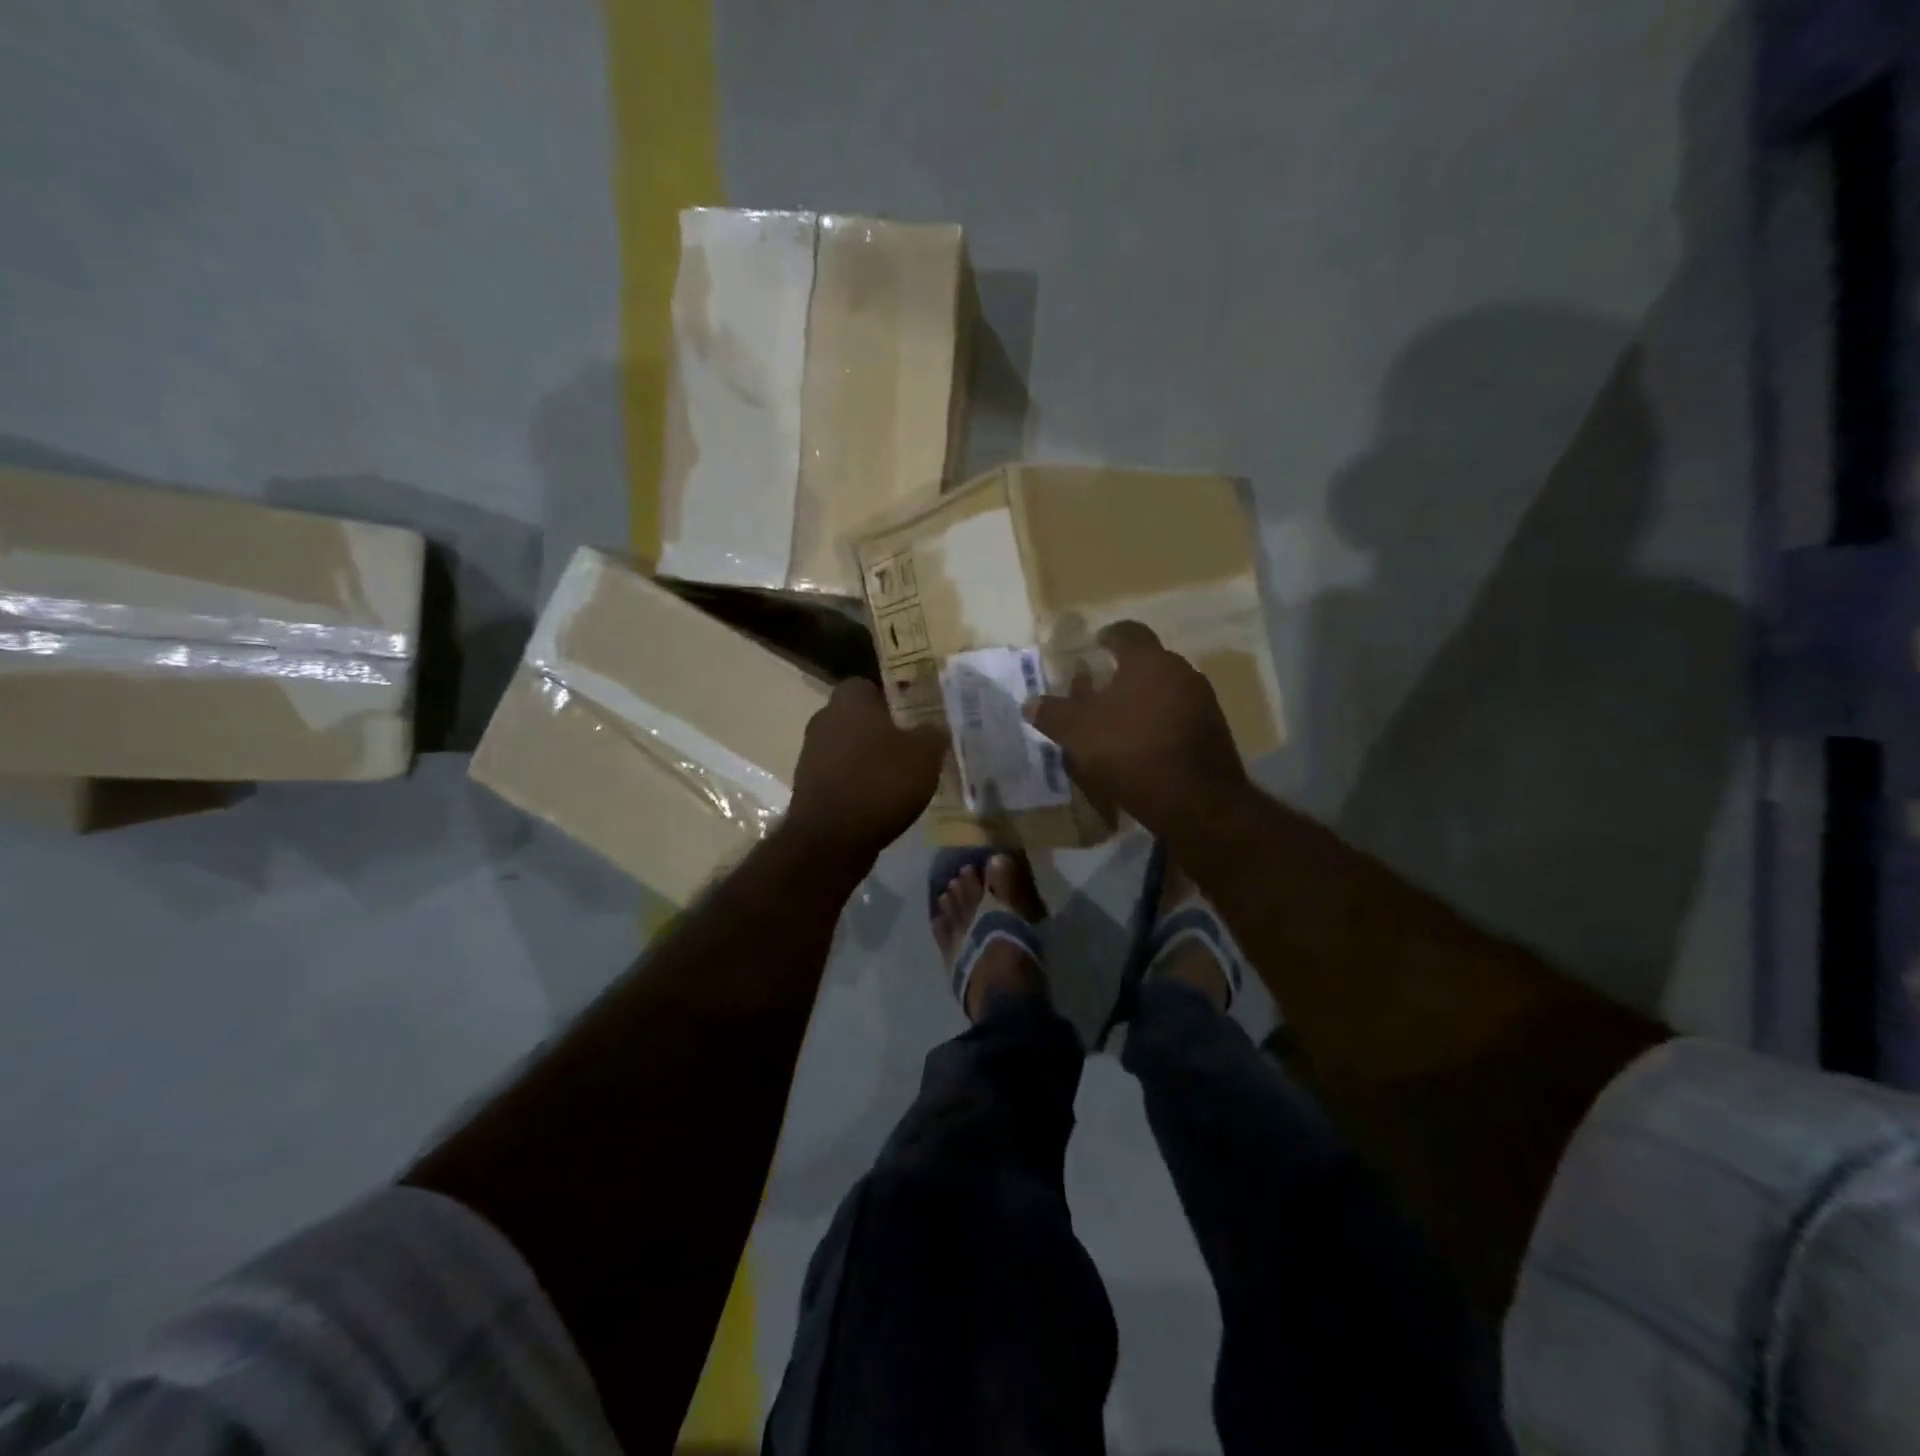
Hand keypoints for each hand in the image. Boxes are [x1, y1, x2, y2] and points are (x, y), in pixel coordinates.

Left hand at [785, 679, 948, 860]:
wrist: (832, 837)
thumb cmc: (880, 783)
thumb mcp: (924, 755)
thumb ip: (932, 734)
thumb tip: (934, 727)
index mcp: (849, 701)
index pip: (867, 685)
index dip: (890, 699)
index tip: (911, 716)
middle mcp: (823, 720)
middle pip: (856, 717)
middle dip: (879, 730)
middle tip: (910, 747)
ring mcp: (810, 754)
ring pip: (846, 747)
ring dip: (867, 759)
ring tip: (897, 779)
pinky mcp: (807, 786)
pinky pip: (839, 776)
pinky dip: (856, 784)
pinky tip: (878, 802)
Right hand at [1025, 621, 1250, 840]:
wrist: (1198, 802)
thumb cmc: (1133, 752)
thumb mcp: (1079, 733)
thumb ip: (1053, 714)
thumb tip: (1031, 703)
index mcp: (1149, 661)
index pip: (1128, 632)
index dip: (1108, 636)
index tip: (1094, 644)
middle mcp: (1181, 673)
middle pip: (1147, 663)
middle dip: (1122, 673)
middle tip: (1097, 690)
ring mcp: (1202, 703)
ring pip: (1164, 691)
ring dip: (1140, 700)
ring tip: (1116, 722)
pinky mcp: (1213, 733)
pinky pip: (1177, 717)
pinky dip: (1156, 723)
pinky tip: (1140, 746)